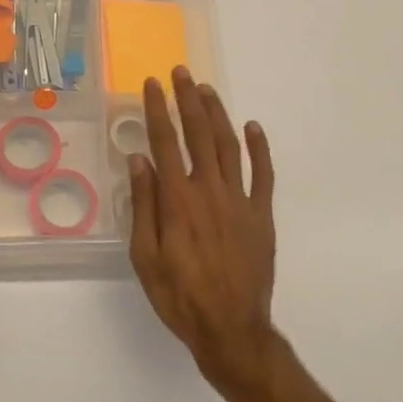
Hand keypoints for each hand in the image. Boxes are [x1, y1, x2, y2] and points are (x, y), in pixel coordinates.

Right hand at [128, 67, 277, 386]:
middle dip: (188, 99)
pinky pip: (264, 174)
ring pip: (229, 145)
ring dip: (218, 114)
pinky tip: (253, 127)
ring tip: (206, 90)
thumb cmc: (179, 296)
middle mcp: (209, 190)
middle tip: (181, 72)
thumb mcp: (145, 256)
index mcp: (178, 199)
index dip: (157, 109)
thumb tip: (139, 159)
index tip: (152, 84)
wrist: (231, 329)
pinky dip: (259, 148)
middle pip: (199, 134)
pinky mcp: (262, 215)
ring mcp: (240, 200)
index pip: (165, 141)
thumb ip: (143, 205)